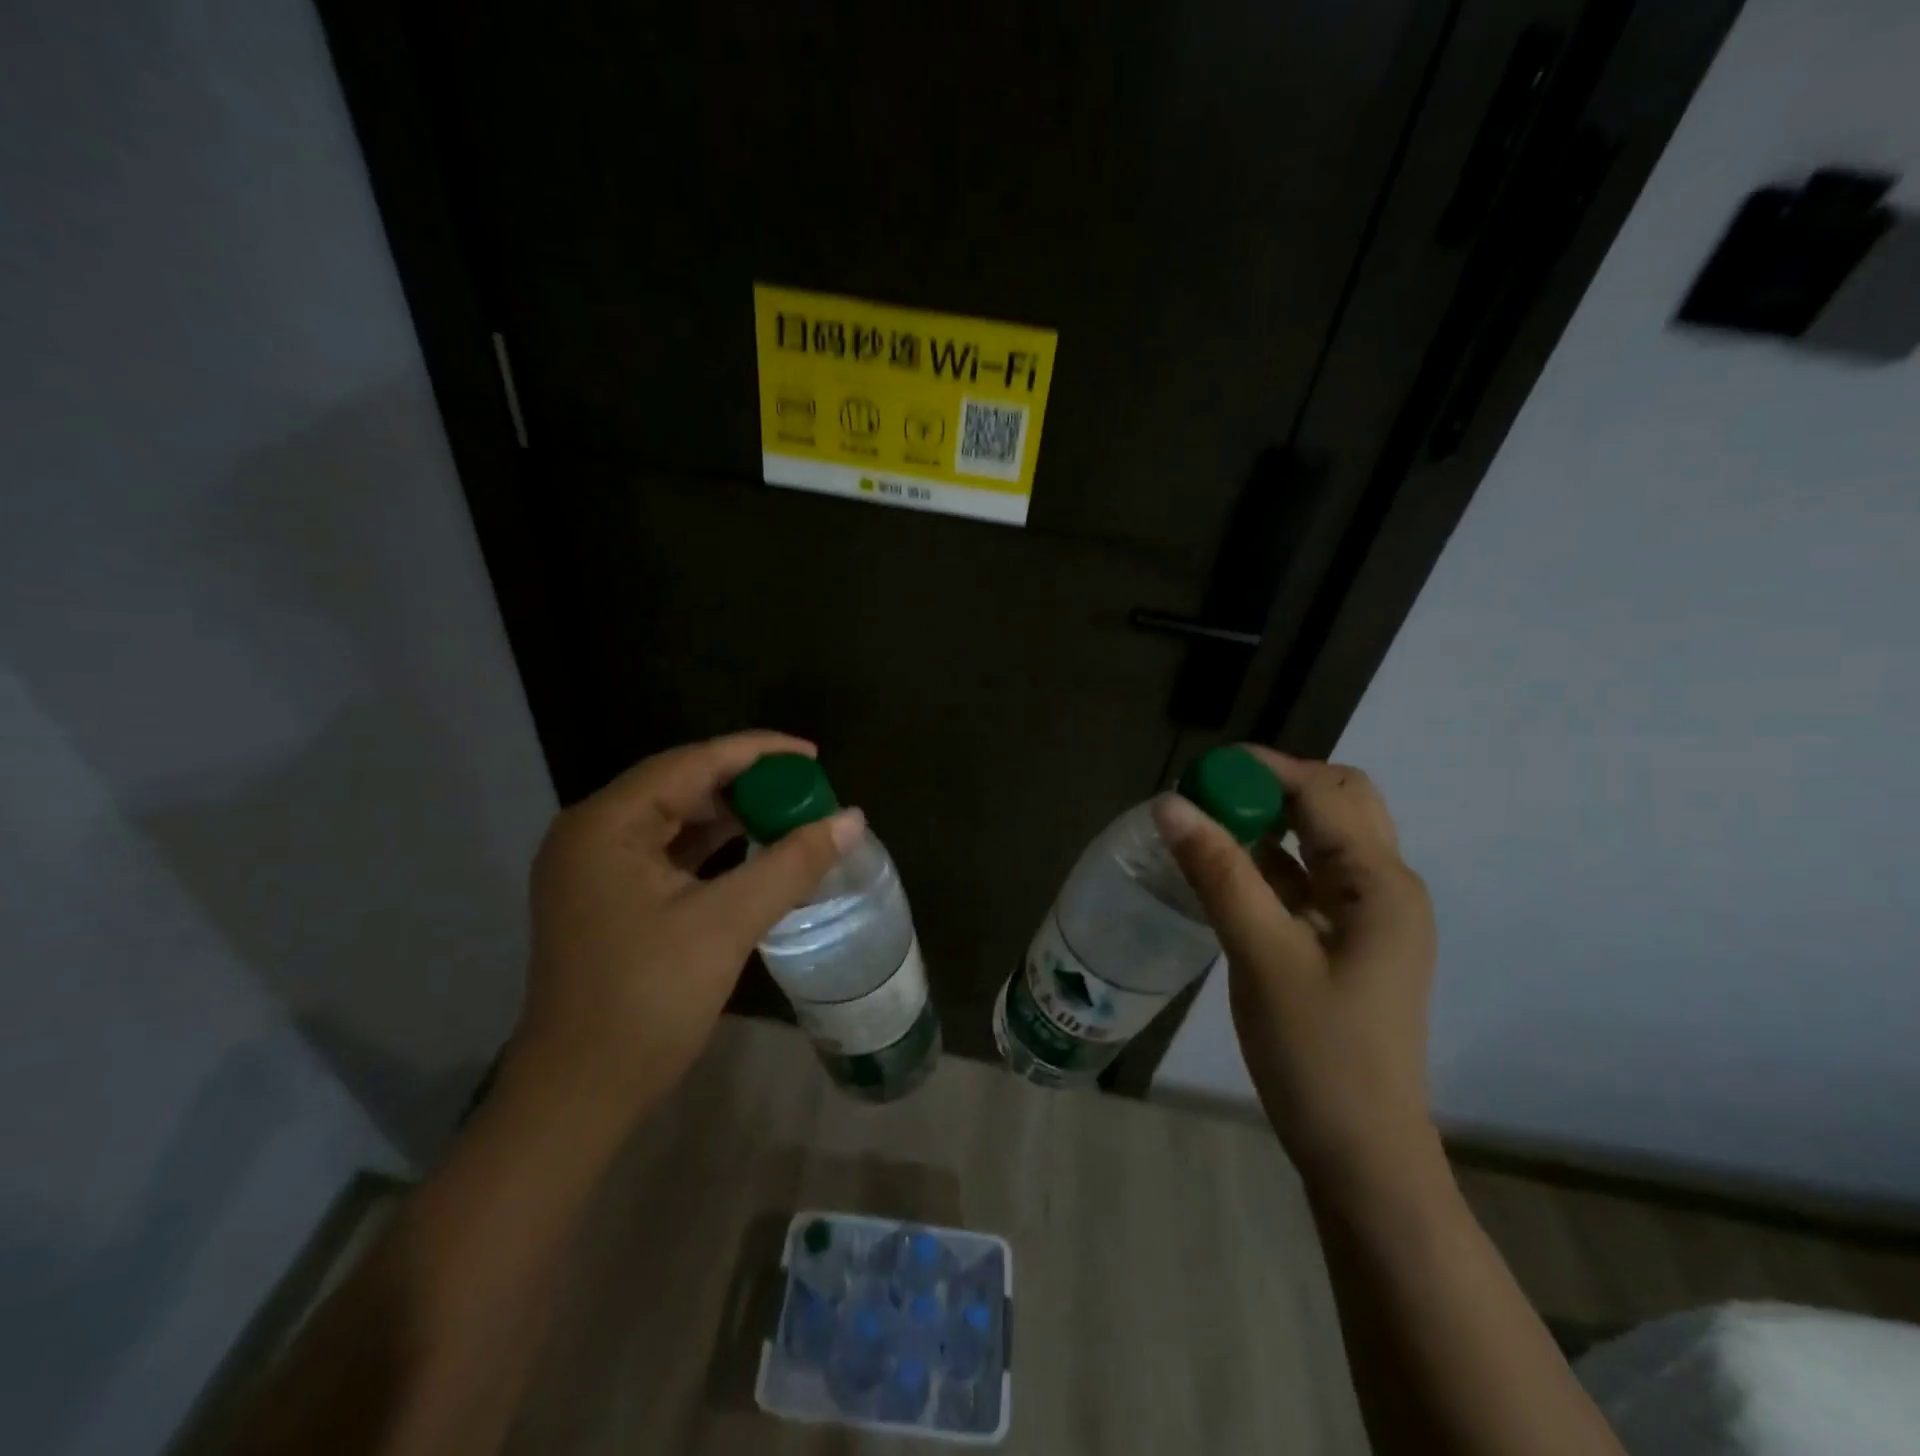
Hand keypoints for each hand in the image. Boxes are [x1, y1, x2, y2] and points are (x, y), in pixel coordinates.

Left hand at [512, 732, 864, 1123]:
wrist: (580, 1095)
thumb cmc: (647, 1001)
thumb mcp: (726, 923)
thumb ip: (792, 863)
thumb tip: (853, 818)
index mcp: (606, 824)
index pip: (692, 763)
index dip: (758, 753)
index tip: (813, 757)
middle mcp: (592, 832)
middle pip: (682, 785)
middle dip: (747, 784)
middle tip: (808, 791)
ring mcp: (596, 867)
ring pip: (676, 818)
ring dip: (733, 815)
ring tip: (792, 814)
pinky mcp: (609, 896)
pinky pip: (669, 851)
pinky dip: (714, 847)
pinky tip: (755, 849)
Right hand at [1154, 749, 1438, 1193]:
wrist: (1360, 1152)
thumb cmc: (1316, 1053)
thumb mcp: (1261, 955)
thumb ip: (1219, 872)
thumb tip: (1171, 803)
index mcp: (1381, 882)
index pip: (1320, 791)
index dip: (1259, 770)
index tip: (1197, 772)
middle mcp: (1386, 885)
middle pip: (1336, 801)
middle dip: (1273, 785)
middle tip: (1210, 798)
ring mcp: (1370, 914)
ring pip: (1323, 837)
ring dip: (1271, 820)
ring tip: (1210, 825)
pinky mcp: (1348, 939)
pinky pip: (1310, 876)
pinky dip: (1271, 859)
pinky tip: (1227, 869)